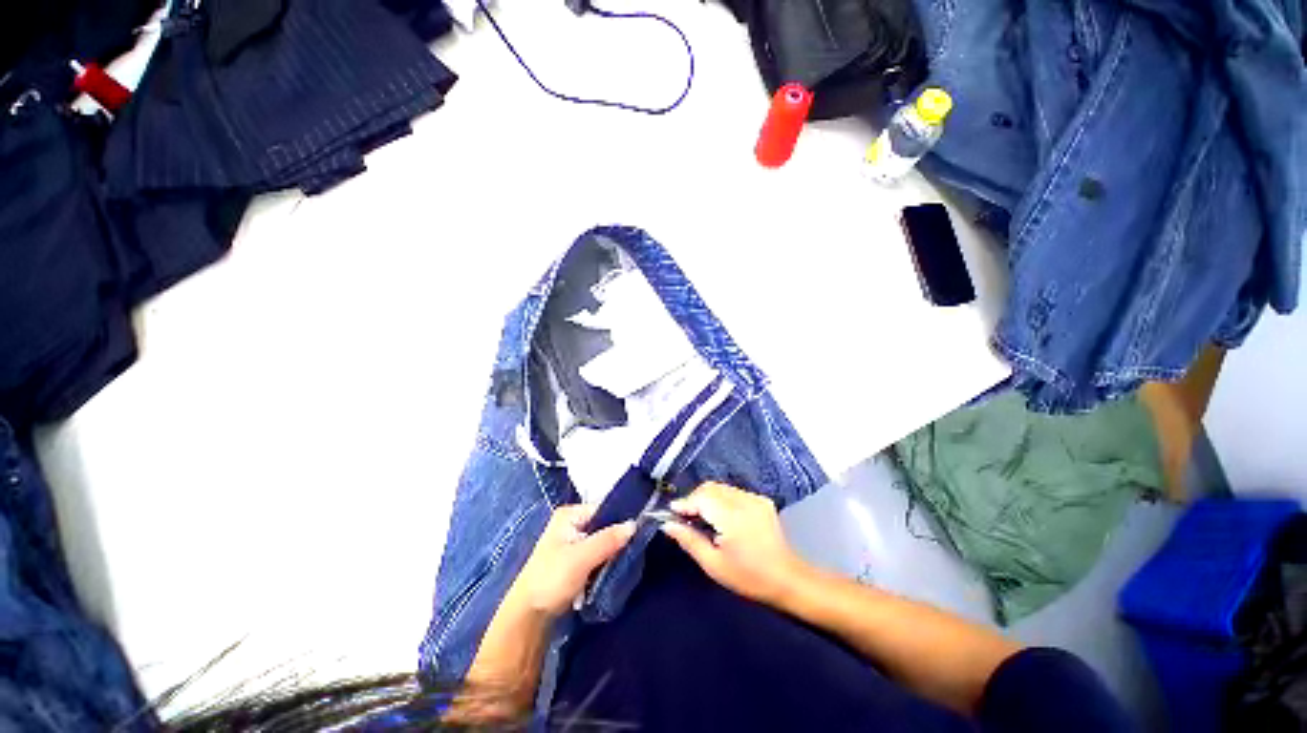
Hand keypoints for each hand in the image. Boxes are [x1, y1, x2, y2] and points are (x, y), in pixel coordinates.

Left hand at [505, 505, 635, 617]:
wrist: (528, 616)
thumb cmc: (552, 579)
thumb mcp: (582, 557)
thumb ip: (608, 539)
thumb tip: (634, 524)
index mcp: (570, 514)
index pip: (604, 509)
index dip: (620, 520)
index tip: (637, 533)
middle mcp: (571, 523)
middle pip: (604, 525)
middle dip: (616, 539)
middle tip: (630, 551)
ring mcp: (572, 542)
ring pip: (602, 542)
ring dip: (611, 554)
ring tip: (621, 564)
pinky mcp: (574, 560)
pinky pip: (597, 555)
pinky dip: (604, 563)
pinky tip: (610, 572)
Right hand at [660, 482, 809, 607]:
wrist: (788, 579)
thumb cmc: (748, 577)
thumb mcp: (713, 564)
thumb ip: (689, 540)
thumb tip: (667, 524)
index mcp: (731, 516)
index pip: (701, 497)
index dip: (684, 503)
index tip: (672, 513)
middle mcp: (744, 500)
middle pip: (710, 488)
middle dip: (695, 499)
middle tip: (686, 518)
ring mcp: (755, 498)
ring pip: (721, 488)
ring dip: (708, 498)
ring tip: (703, 519)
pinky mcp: (762, 500)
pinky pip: (734, 492)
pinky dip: (722, 500)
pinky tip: (722, 518)